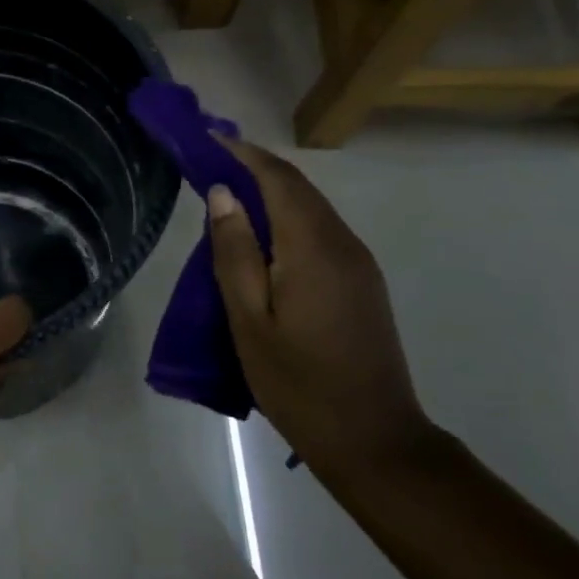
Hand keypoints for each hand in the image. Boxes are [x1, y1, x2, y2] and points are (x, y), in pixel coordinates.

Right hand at [207, 137, 432, 481]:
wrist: (374, 441)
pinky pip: (320, 231)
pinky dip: (287, 217)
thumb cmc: (299, 383)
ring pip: (310, 208)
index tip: (205, 137)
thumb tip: (223, 192)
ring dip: (270, 191)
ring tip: (227, 192)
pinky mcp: (362, 282)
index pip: (278, 178)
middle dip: (253, 166)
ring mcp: (358, 263)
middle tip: (208, 159)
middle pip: (297, 187)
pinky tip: (261, 235)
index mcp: (313, 247)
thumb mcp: (250, 320)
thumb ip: (235, 252)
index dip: (241, 152)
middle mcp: (342, 243)